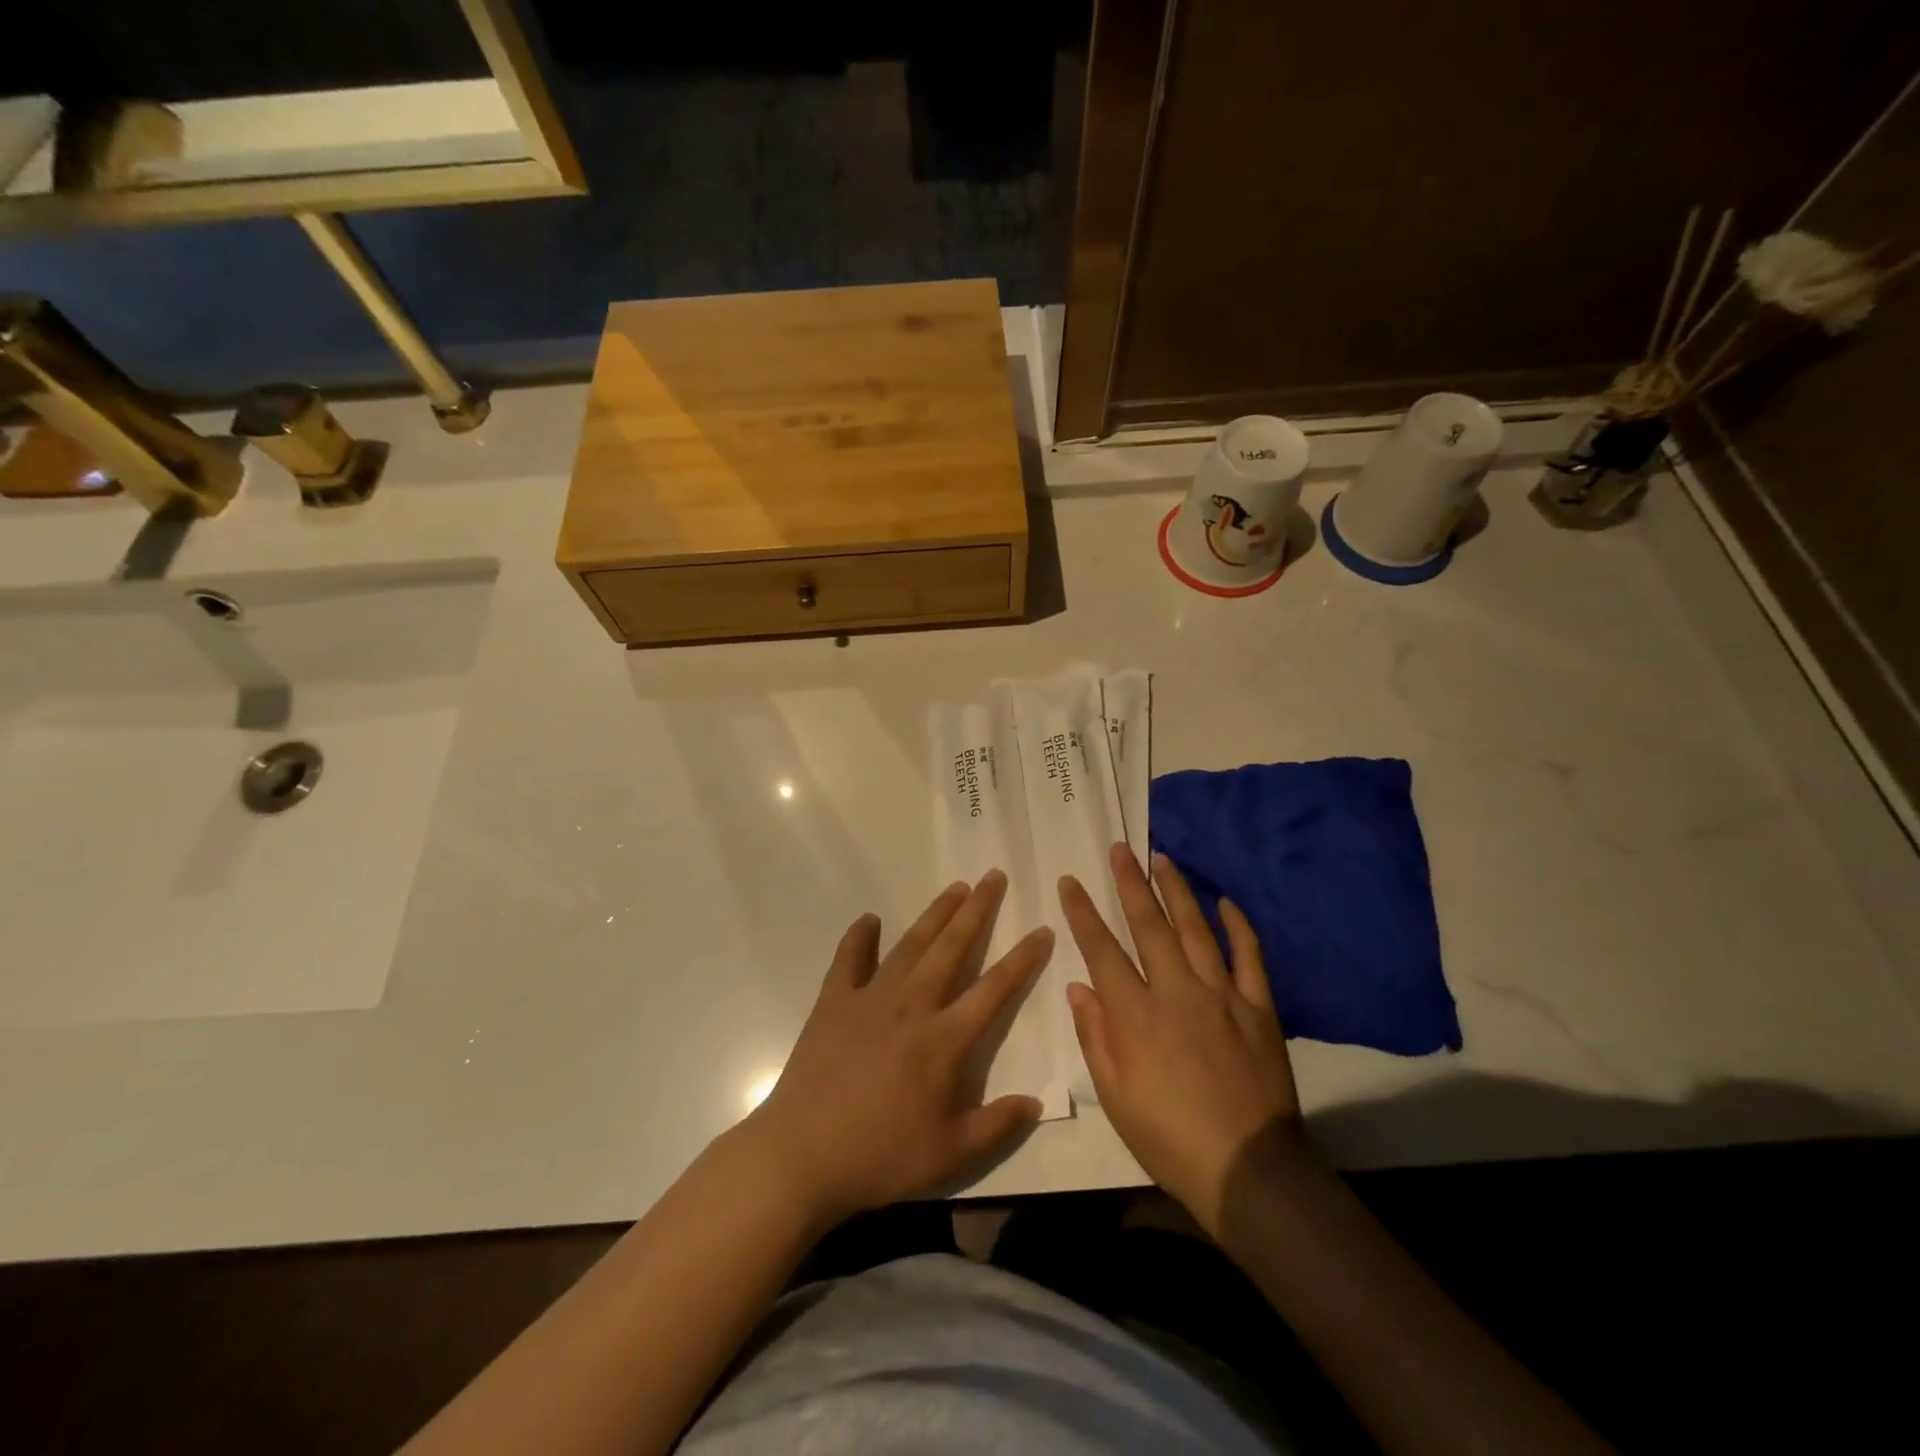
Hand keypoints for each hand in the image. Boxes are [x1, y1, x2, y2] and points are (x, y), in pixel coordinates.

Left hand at [743, 871, 1052, 1227]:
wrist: (801, 1156)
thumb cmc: (880, 1157)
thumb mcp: (950, 1155)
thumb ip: (997, 1124)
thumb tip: (1036, 1102)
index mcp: (944, 1041)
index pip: (994, 989)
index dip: (1022, 959)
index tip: (1042, 929)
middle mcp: (912, 1006)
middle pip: (952, 948)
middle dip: (977, 910)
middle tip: (993, 876)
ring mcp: (869, 999)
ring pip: (910, 945)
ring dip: (935, 914)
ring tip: (955, 887)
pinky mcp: (833, 1002)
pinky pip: (848, 960)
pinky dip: (859, 937)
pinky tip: (869, 919)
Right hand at [1060, 845, 1306, 1234]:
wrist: (1248, 1169)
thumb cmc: (1169, 1138)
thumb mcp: (1115, 1096)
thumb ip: (1096, 1036)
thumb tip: (1077, 988)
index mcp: (1136, 1015)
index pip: (1102, 950)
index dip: (1083, 913)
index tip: (1071, 882)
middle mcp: (1176, 991)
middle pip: (1149, 926)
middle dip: (1130, 884)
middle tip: (1120, 849)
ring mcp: (1221, 994)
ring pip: (1196, 929)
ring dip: (1177, 891)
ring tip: (1162, 859)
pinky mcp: (1258, 1007)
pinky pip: (1249, 957)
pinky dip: (1239, 926)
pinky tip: (1226, 902)